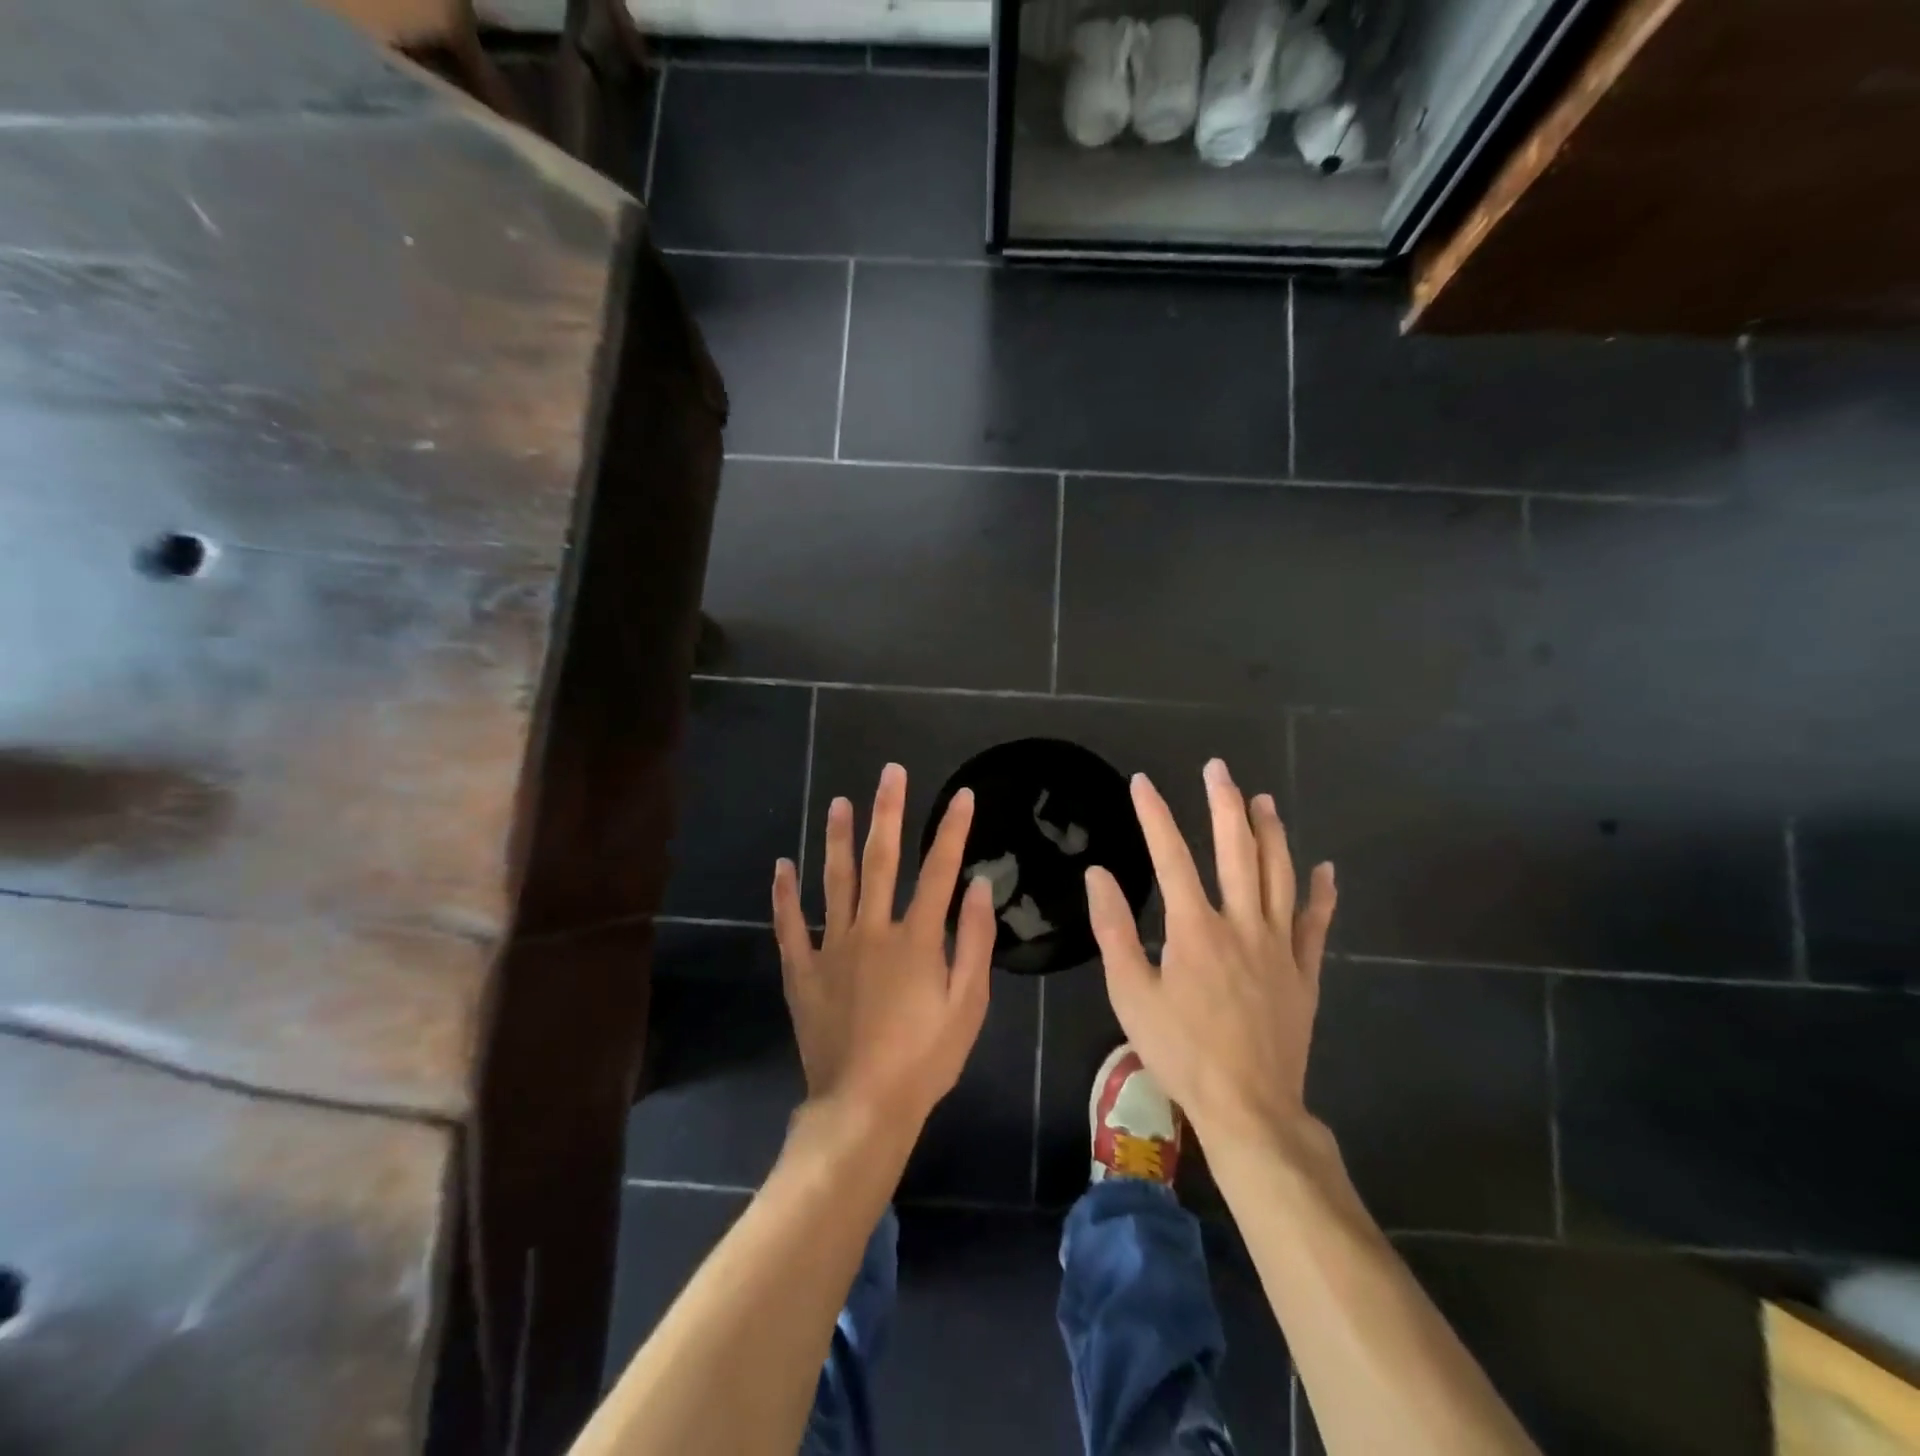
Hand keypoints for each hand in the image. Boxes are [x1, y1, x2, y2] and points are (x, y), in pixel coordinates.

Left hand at [772, 763, 996, 1135]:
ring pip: (834, 881)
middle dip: (888, 813)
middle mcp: (872, 930)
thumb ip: (976, 942)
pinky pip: (790, 926)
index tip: (962, 794)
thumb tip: (980, 885)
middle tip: (890, 774)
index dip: (952, 829)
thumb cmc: (926, 1059)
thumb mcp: (968, 1005)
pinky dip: (784, 895)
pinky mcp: (802, 970)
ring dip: (837, 839)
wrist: (864, 1106)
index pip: (939, 870)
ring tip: (839, 802)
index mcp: (916, 938)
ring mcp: (832, 948)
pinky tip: (782, 864)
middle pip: (881, 861)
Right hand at [1086, 758, 1336, 1149]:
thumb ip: (1114, 930)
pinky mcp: (1304, 972)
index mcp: (1194, 928)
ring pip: (1279, 875)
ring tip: (1263, 799)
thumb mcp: (1131, 993)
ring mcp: (1279, 946)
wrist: (1249, 1107)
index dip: (1154, 814)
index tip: (1142, 782)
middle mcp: (1240, 924)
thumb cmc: (1181, 1051)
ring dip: (1271, 833)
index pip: (1170, 856)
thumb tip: (1098, 874)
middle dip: (1224, 804)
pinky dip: (1322, 894)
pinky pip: (1316, 924)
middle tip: (1217, 769)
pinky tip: (1325, 868)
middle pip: (1236, 850)